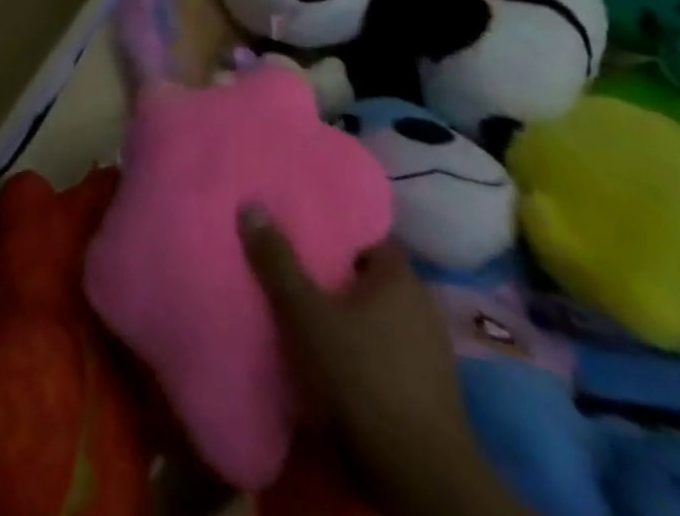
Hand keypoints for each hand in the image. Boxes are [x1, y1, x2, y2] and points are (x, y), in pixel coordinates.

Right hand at [238, 209, 526, 515]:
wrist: (420, 474)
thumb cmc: (364, 375)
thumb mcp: (307, 314)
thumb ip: (278, 261)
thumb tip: (251, 205)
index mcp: (401, 277)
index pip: (365, 234)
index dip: (332, 226)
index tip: (298, 221)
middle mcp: (421, 304)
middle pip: (367, 273)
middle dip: (332, 269)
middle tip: (290, 259)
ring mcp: (429, 348)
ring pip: (376, 312)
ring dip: (344, 309)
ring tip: (301, 302)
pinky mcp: (426, 386)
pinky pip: (384, 345)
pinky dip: (358, 342)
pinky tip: (329, 348)